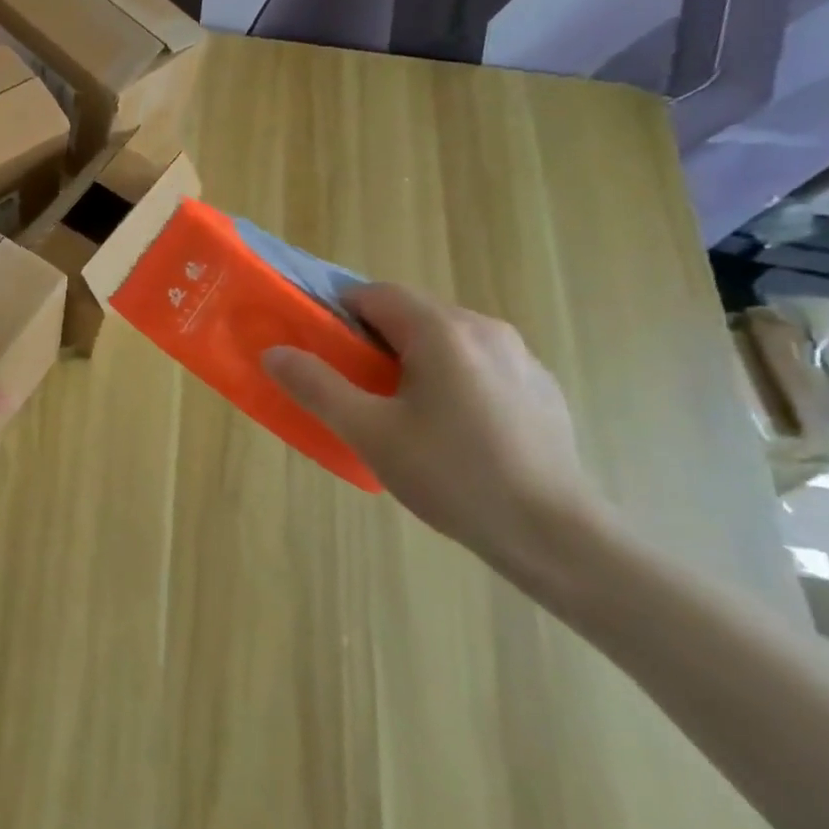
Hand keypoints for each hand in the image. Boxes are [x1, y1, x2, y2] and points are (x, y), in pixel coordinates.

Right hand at [262, 283, 610, 571]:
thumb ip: (316, 386)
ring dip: (412, 359)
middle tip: (351, 384)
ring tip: (398, 411)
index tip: (319, 347)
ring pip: (447, 340)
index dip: (338, 312)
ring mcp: (521, 358)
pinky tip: (449, 430)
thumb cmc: (452, 475)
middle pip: (412, 315)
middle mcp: (486, 329)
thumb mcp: (368, 432)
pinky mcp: (540, 389)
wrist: (554, 534)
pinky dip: (450, 378)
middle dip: (373, 339)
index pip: (376, 294)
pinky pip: (479, 365)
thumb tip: (274, 352)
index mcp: (442, 331)